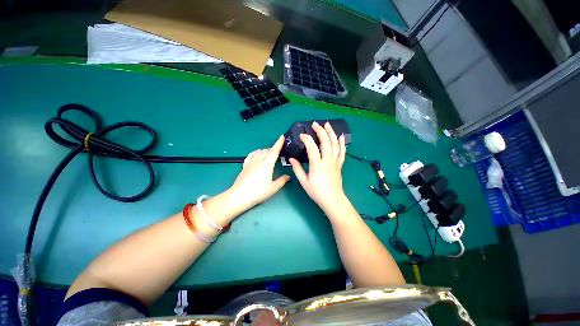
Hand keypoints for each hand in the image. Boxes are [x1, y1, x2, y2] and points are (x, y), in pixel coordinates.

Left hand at [228, 135, 289, 210]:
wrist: (240, 196)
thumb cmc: (258, 192)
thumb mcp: (273, 188)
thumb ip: (282, 181)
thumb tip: (288, 176)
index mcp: (267, 165)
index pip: (274, 151)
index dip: (279, 143)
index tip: (282, 137)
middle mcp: (259, 161)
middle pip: (267, 151)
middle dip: (273, 148)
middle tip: (278, 150)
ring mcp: (250, 163)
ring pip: (259, 152)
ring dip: (265, 150)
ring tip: (269, 152)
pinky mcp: (244, 166)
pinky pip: (250, 155)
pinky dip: (255, 152)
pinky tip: (256, 153)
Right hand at [290, 121, 346, 213]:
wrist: (333, 200)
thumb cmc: (317, 192)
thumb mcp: (304, 182)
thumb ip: (297, 169)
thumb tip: (291, 159)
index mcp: (317, 166)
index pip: (312, 148)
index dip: (307, 139)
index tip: (302, 135)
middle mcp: (327, 161)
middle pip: (326, 142)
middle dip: (321, 131)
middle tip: (315, 124)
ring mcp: (335, 162)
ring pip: (335, 145)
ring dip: (331, 133)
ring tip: (327, 124)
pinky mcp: (339, 164)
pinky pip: (342, 152)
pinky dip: (342, 143)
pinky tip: (340, 136)